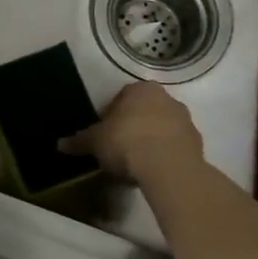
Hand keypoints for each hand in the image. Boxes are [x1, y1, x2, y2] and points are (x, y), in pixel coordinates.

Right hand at [60, 81, 204, 183]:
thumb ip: (79, 141)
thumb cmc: (126, 143)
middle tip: (118, 147)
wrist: (168, 167)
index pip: (121, 97)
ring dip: (150, 139)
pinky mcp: (197, 142)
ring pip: (162, 127)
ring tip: (136, 161)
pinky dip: (165, 153)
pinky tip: (153, 169)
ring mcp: (185, 120)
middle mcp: (166, 98)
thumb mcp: (95, 142)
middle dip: (133, 125)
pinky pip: (175, 145)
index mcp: (140, 89)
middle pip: (144, 110)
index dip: (110, 116)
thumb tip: (60, 144)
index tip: (104, 134)